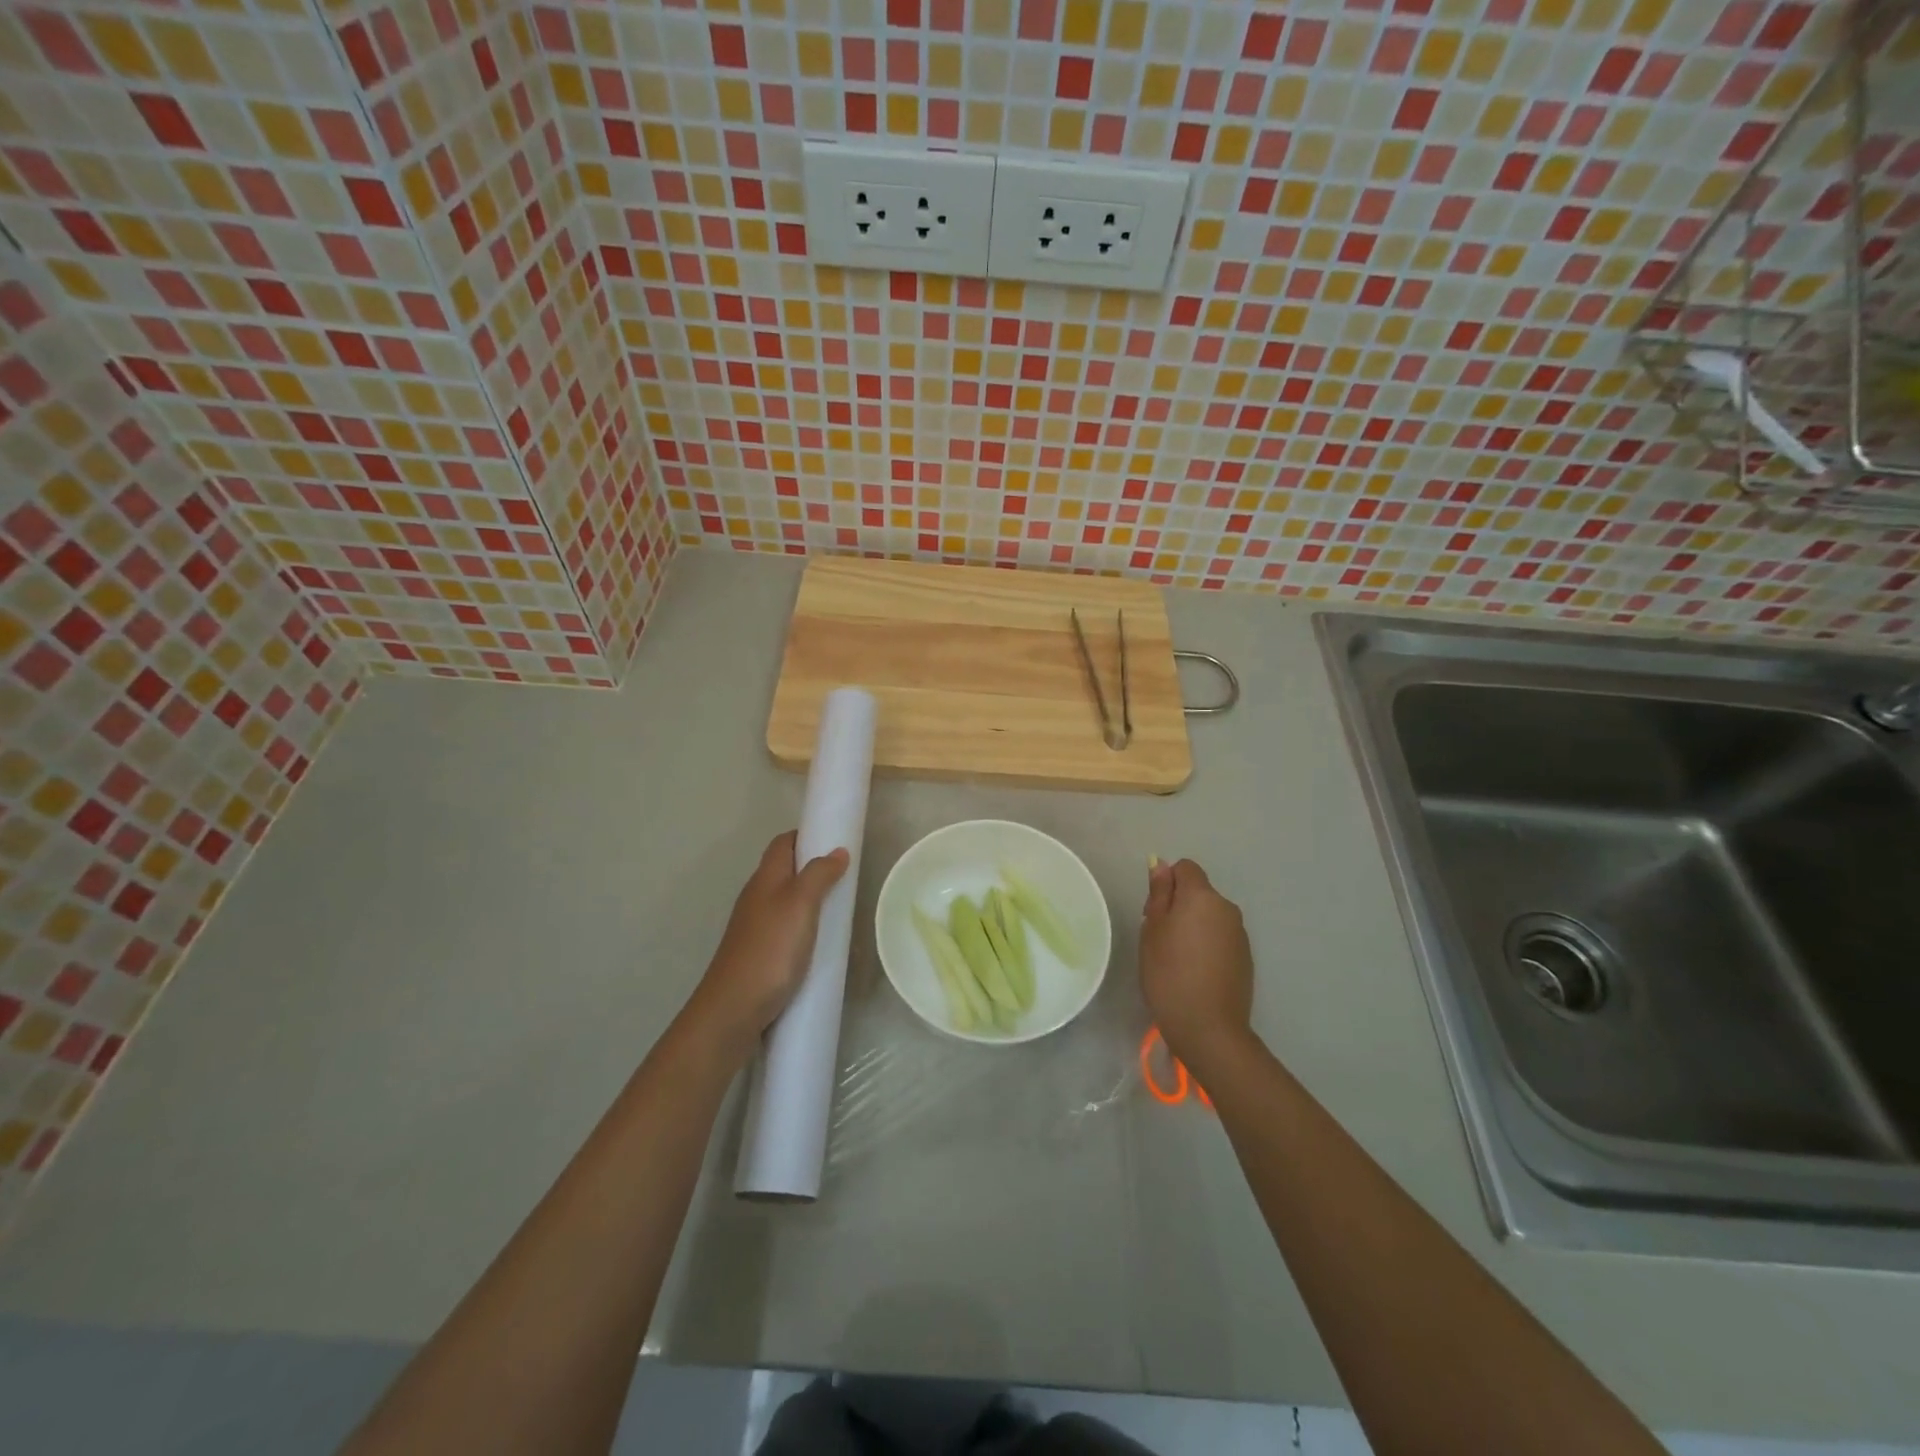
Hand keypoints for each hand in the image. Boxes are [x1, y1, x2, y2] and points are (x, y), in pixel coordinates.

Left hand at [681, 831, 848, 1064]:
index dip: (807, 835)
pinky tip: (820, 941)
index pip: (783, 843)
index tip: (836, 839)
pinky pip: (785, 927)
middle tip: (846, 876)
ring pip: (785, 900)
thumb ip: (819, 875)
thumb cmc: (770, 949)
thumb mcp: (800, 905)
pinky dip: (804, 926)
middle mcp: (757, 897)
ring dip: (810, 898)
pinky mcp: (760, 953)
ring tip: (839, 907)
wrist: (733, 1009)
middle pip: (784, 870)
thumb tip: (837, 851)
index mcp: (765, 879)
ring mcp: (755, 927)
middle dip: (813, 867)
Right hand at [1140, 859, 1254, 1074]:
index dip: (1167, 883)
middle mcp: (1227, 908)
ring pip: (1210, 915)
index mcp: (1202, 896)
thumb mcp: (1152, 930)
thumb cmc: (1169, 973)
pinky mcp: (1246, 957)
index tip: (1154, 912)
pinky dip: (1208, 945)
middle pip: (1199, 892)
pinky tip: (1196, 972)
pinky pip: (1221, 937)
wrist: (1208, 1027)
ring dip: (1194, 925)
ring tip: (1177, 959)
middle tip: (1160, 938)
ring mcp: (1240, 933)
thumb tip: (1161, 865)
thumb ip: (1159, 894)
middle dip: (1180, 905)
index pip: (1185, 867)